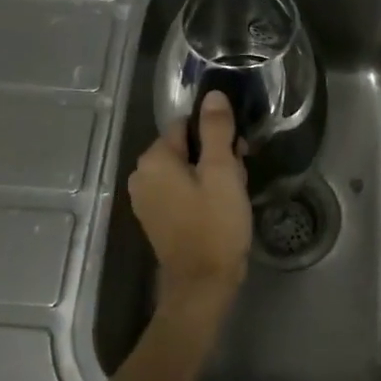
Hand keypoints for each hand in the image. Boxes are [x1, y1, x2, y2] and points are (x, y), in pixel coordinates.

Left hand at [127, 90, 251, 315]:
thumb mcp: (222, 172)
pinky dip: (200, 193)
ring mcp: (146, 199)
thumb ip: (217, 130)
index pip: (186, 125)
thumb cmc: (215, 225)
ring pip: (185, 169)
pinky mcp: (156, 217)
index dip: (216, 134)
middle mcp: (142, 175)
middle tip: (237, 178)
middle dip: (215, 156)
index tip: (238, 153)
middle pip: (185, 147)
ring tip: (231, 196)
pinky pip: (180, 190)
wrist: (202, 285)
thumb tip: (213, 95)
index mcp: (154, 159)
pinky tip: (219, 209)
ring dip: (211, 175)